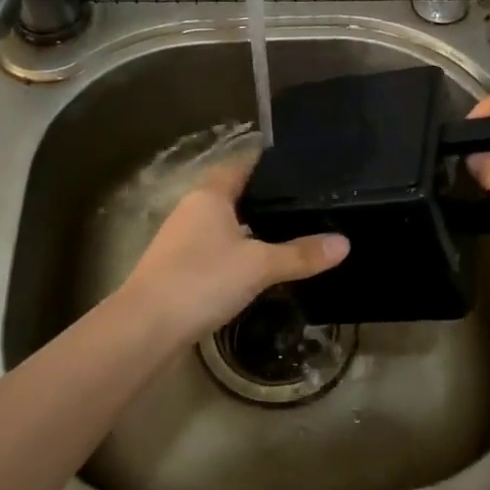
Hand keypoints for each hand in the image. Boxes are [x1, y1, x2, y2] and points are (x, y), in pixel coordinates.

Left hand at [116, 150, 348, 348]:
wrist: (145, 328)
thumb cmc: (202, 280)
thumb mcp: (259, 266)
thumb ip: (300, 254)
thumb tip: (344, 243)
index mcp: (210, 194)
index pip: (243, 163)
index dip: (270, 161)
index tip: (302, 162)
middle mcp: (193, 209)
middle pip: (234, 193)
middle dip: (266, 197)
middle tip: (306, 199)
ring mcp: (182, 239)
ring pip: (225, 223)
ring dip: (252, 226)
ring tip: (291, 230)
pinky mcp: (179, 268)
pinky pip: (216, 249)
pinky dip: (238, 251)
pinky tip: (259, 265)